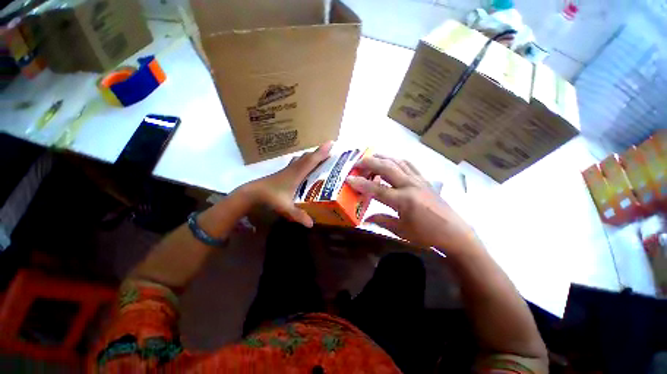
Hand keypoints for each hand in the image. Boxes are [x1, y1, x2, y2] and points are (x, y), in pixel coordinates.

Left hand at [238, 141, 332, 227]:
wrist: (252, 193)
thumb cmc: (270, 197)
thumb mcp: (286, 207)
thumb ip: (298, 215)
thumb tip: (311, 224)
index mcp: (296, 174)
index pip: (311, 161)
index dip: (322, 152)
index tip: (331, 143)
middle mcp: (294, 169)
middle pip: (308, 157)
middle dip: (320, 152)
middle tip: (330, 149)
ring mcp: (288, 170)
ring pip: (302, 159)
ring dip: (312, 155)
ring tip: (320, 155)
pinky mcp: (284, 172)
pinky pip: (297, 163)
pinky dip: (304, 160)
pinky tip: (304, 164)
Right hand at [346, 155, 479, 253]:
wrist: (454, 232)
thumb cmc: (426, 235)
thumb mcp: (401, 231)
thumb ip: (381, 220)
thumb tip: (364, 218)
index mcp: (403, 201)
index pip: (376, 189)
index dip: (360, 184)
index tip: (348, 179)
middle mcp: (410, 185)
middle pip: (386, 168)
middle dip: (369, 163)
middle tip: (357, 163)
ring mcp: (418, 180)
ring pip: (397, 162)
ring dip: (382, 158)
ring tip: (371, 158)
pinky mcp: (424, 179)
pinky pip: (409, 164)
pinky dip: (396, 160)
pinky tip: (390, 161)